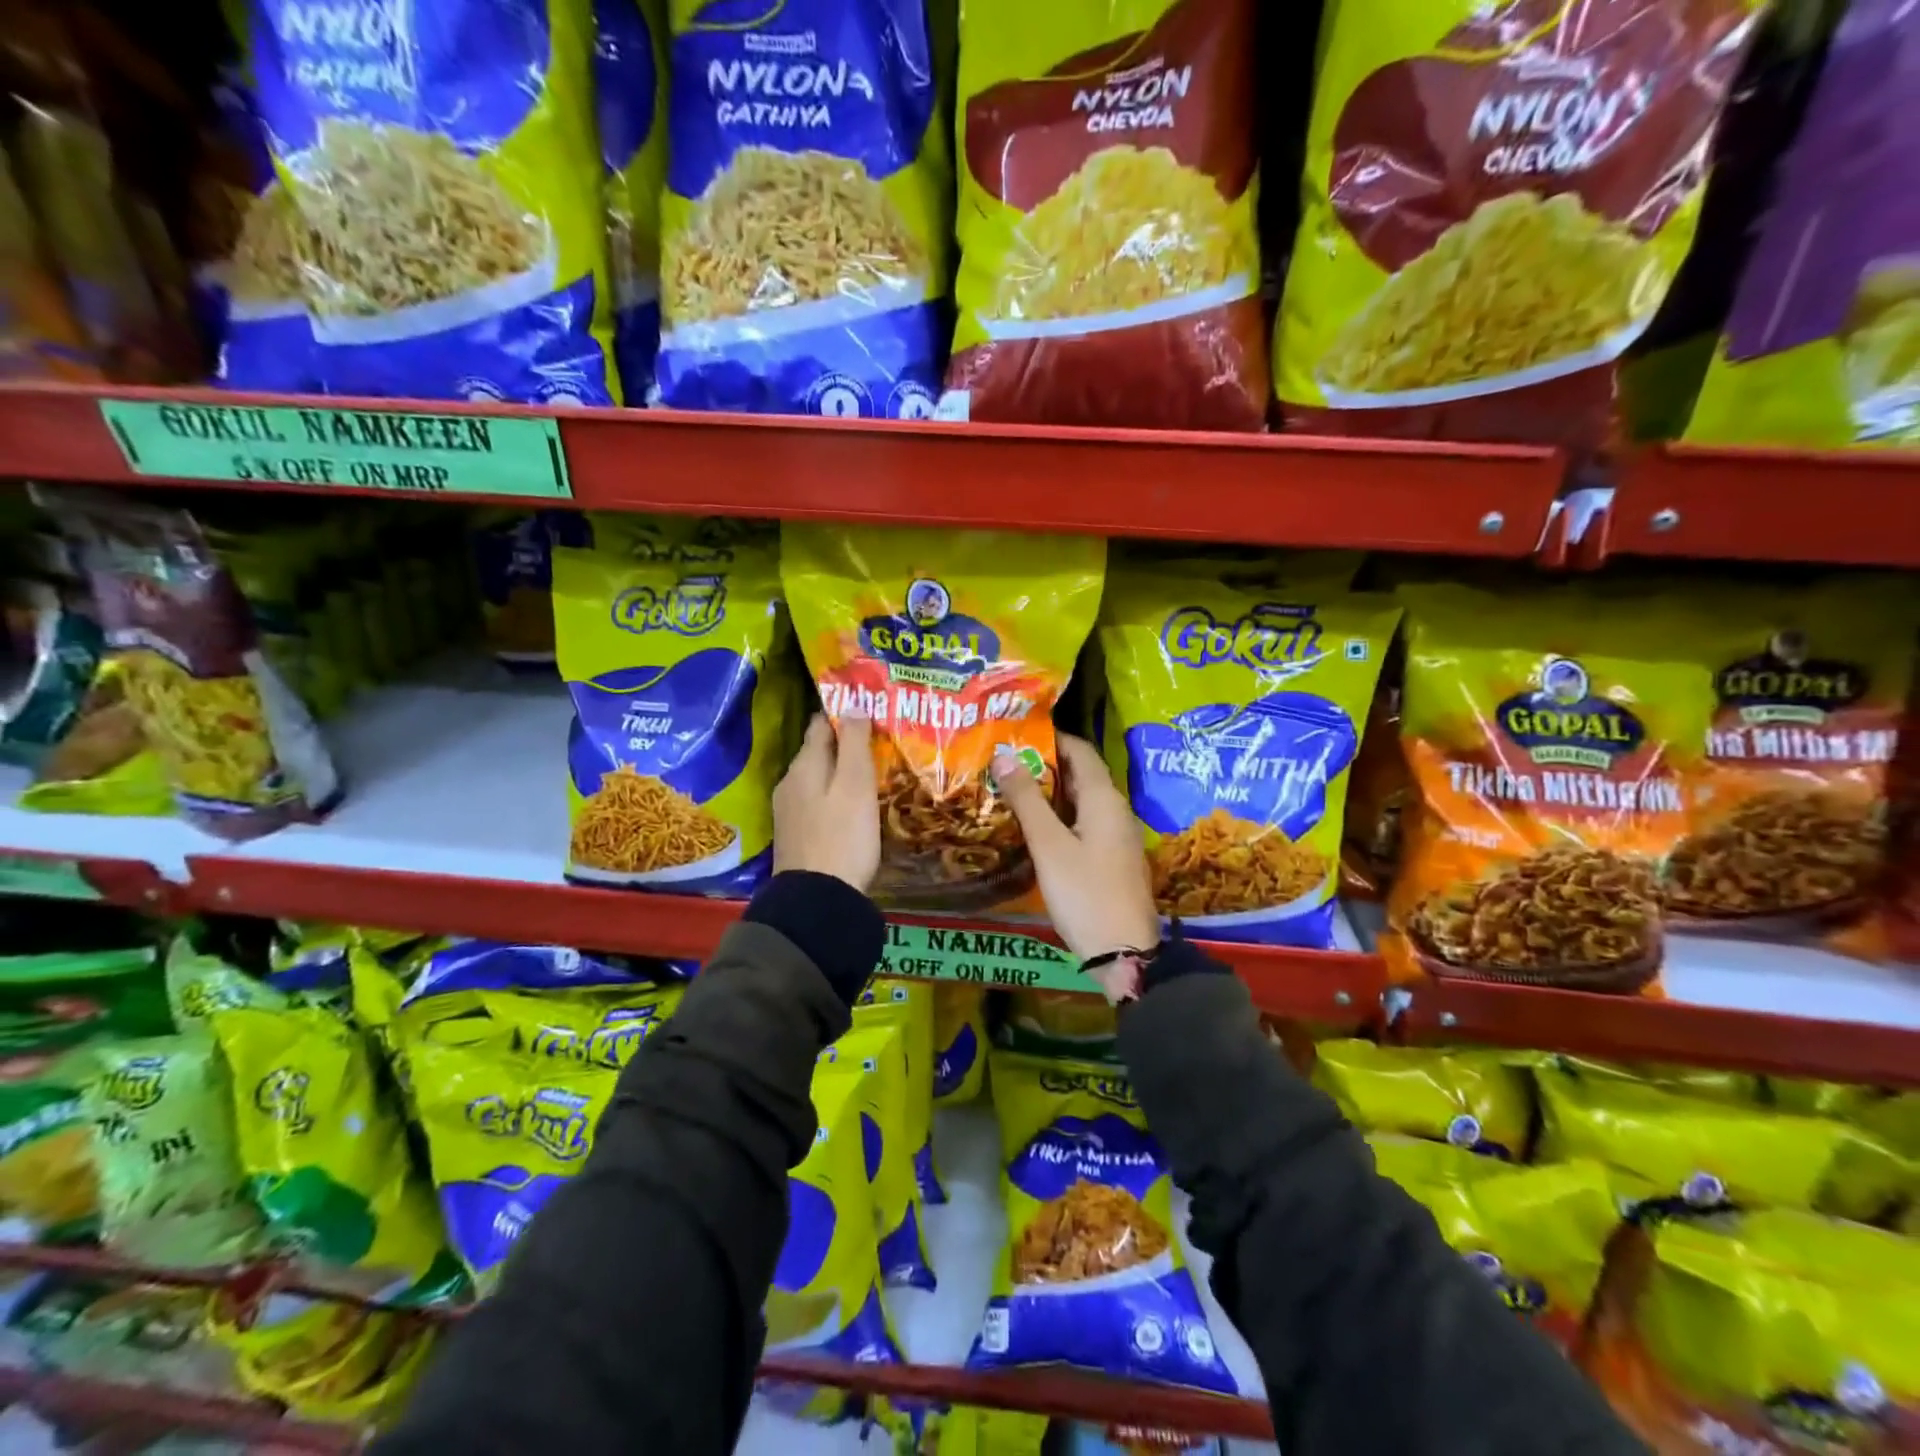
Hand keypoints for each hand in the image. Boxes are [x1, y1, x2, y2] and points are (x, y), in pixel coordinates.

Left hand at [772, 713, 880, 891]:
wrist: (817, 900)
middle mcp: (790, 782)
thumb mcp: (855, 785)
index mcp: (804, 765)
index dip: (844, 713)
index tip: (870, 708)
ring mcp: (789, 810)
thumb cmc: (843, 836)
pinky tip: (854, 804)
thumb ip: (853, 743)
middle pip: (818, 751)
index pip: (820, 724)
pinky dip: (835, 794)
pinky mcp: (796, 834)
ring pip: (818, 777)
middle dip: (845, 743)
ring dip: (841, 771)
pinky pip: (817, 801)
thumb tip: (852, 704)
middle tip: (879, 740)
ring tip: (872, 770)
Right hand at [992, 733, 1160, 1001]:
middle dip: (1044, 765)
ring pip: (1081, 801)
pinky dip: (1059, 816)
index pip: (1080, 750)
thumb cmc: (1085, 893)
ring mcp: (1116, 835)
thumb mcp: (1049, 845)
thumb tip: (1004, 755)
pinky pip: (1084, 823)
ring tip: (1011, 790)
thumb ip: (1026, 800)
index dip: (1050, 738)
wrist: (1124, 952)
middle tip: (1004, 763)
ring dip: (1050, 792)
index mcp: (1103, 798)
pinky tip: (1034, 828)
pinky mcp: (1112, 857)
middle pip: (1081, 774)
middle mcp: (1115, 809)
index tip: (1015, 734)